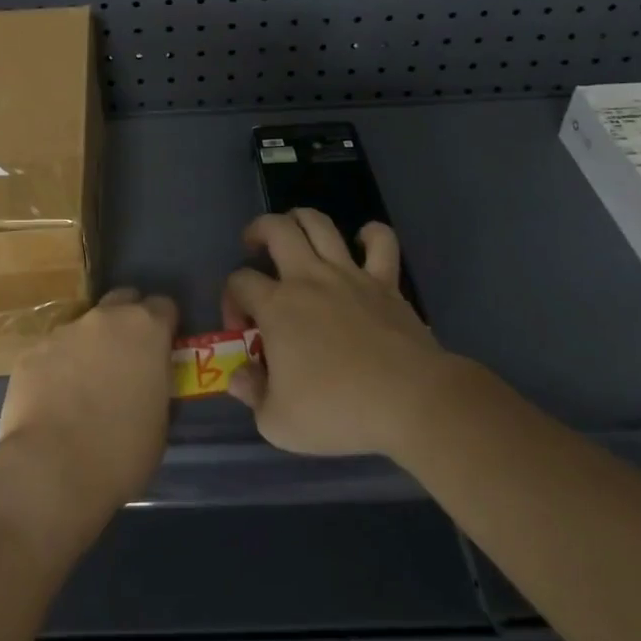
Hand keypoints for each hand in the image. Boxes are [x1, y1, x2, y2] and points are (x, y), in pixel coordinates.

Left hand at [0, 287, 177, 513]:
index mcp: (145, 329)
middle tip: (126, 357)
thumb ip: (156, 384)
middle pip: (122, 300)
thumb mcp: (160, 421)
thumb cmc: (121, 452)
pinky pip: (52, 353)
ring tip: (84, 387)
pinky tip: (54, 401)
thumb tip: (148, 380)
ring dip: (89, 347)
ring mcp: (64, 331)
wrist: (52, 469)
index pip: (163, 306)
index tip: (163, 348)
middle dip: (126, 320)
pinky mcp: (31, 351)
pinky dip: (57, 368)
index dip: (165, 325)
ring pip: (84, 328)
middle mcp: (105, 318)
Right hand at [224, 210, 456, 458]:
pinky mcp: (385, 281)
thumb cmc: (338, 411)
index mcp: (276, 306)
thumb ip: (252, 395)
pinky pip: (381, 242)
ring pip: (319, 223)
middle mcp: (307, 278)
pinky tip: (362, 242)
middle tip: (253, 246)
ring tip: (294, 231)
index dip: (231, 299)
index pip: (239, 282)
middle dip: (257, 231)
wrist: (409, 401)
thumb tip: (239, 376)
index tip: (242, 328)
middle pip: (275, 229)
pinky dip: (371, 235)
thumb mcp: (278, 422)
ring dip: (301, 218)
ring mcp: (349, 274)